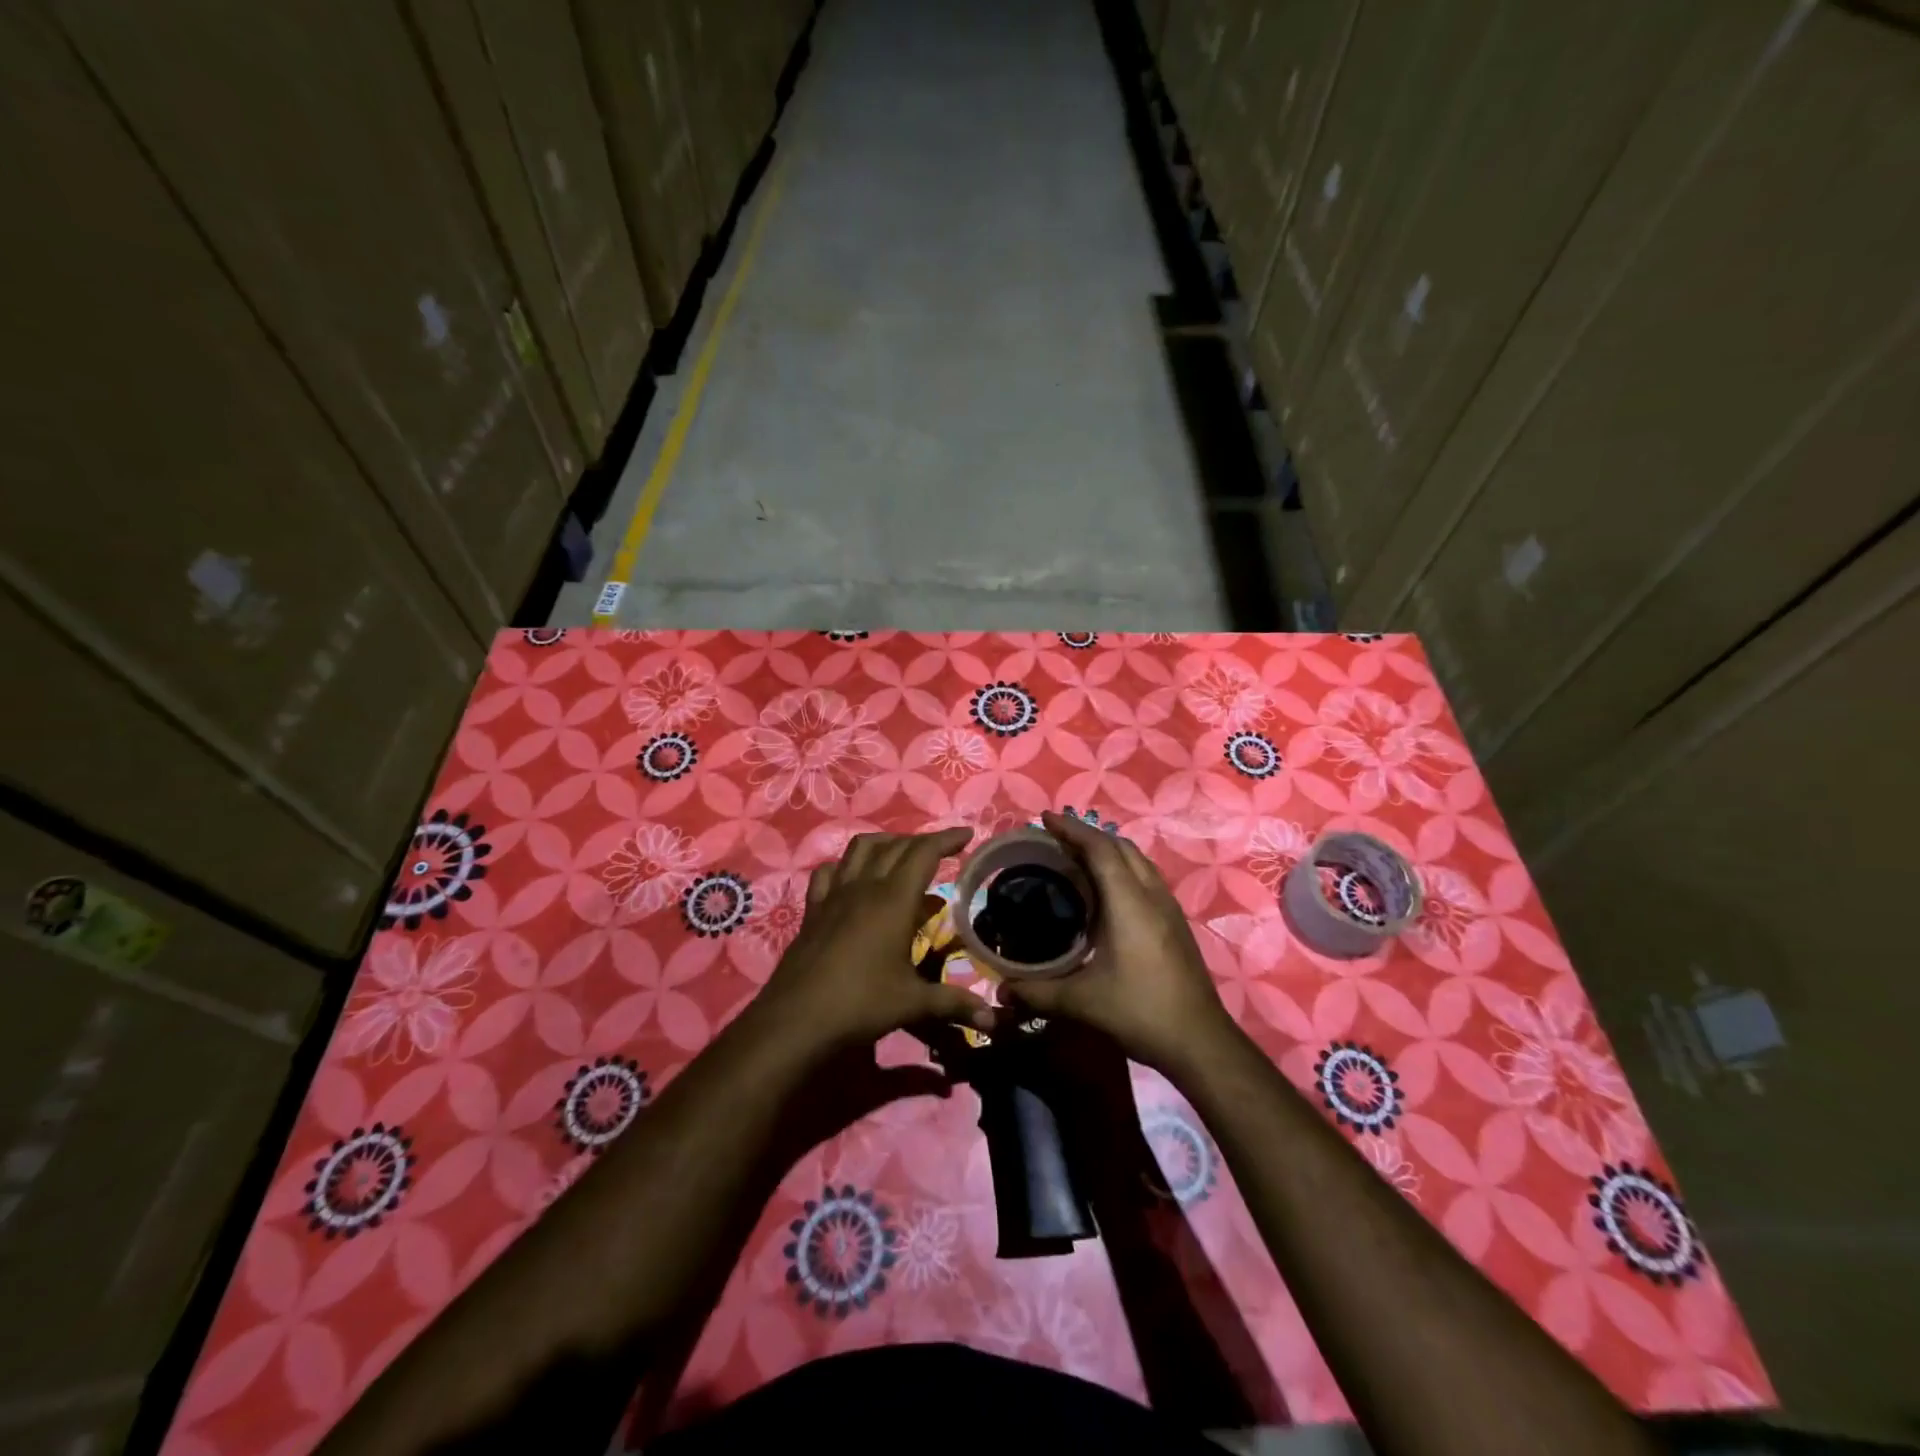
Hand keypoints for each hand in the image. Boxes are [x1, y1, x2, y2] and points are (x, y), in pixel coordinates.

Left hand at [755, 828, 999, 1053]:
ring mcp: (834, 895)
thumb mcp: (912, 1003)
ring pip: (860, 849)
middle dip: (923, 841)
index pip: (923, 853)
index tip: (967, 835)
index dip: (946, 839)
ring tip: (902, 853)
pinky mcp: (813, 909)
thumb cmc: (860, 1005)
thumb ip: (953, 1004)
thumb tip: (994, 1020)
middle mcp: (864, 887)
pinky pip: (829, 872)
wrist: (796, 1019)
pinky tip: (853, 877)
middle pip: (895, 846)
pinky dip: (846, 865)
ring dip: (886, 843)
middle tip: (943, 851)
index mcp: (893, 901)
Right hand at [1001, 811, 1239, 1073]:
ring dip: (1108, 850)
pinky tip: (1107, 893)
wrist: (1200, 1041)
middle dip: (1088, 835)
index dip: (1072, 829)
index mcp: (1129, 902)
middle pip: (1121, 847)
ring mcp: (1169, 908)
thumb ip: (1038, 993)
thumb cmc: (1140, 1011)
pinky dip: (1122, 868)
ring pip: (1138, 861)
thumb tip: (1000, 990)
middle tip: (1055, 839)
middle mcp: (1152, 895)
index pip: (1100, 849)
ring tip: (1078, 859)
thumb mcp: (1082, 1002)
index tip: (1045, 818)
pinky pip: (1146, 877)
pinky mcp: (1176, 923)